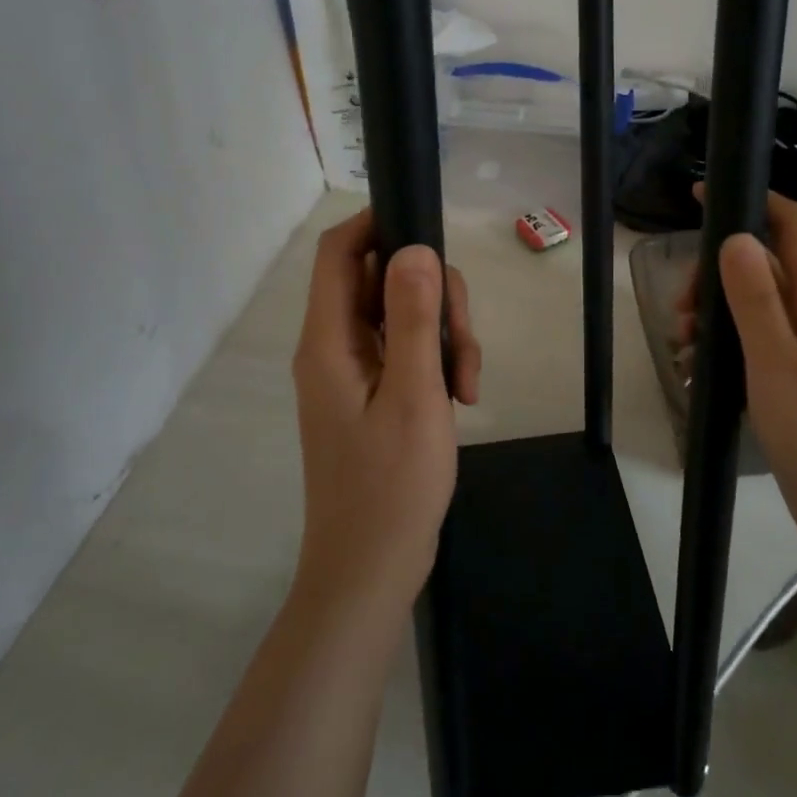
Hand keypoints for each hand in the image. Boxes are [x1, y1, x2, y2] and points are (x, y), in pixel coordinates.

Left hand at [291, 209, 481, 613]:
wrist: (371, 571)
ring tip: (468, 383)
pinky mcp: (374, 393)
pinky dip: (438, 361)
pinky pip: (407, 351)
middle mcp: (335, 347)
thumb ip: (413, 319)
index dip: (376, 225)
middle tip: (465, 341)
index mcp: (329, 340)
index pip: (338, 252)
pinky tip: (462, 397)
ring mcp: (355, 371)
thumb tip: (414, 248)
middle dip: (433, 296)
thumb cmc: (390, 486)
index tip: (429, 230)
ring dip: (444, 334)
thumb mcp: (413, 396)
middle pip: (382, 280)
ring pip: (403, 315)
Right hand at [682, 192, 796, 563]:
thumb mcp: (779, 364)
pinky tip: (696, 380)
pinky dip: (723, 352)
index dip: (753, 200)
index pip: (793, 226)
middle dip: (715, 275)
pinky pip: (754, 347)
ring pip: (754, 309)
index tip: (700, 197)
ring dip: (713, 318)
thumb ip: (756, 299)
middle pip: (763, 266)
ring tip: (683, 351)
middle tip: (682, 312)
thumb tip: (736, 237)